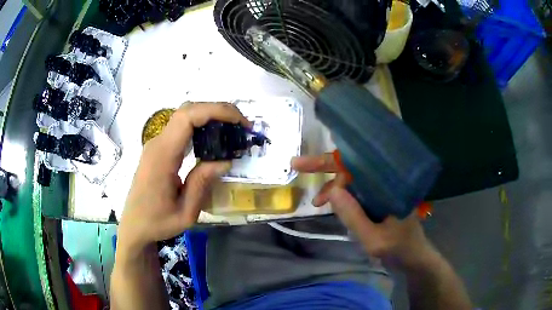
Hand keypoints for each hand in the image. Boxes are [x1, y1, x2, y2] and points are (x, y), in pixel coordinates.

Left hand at [119, 103, 249, 252]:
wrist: (134, 225)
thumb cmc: (157, 223)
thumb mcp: (186, 212)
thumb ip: (202, 183)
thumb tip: (225, 160)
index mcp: (162, 156)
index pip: (188, 117)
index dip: (215, 111)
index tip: (239, 121)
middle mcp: (157, 143)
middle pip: (187, 110)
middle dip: (217, 110)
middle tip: (241, 124)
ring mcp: (157, 144)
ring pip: (185, 116)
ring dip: (210, 116)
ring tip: (232, 130)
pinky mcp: (159, 149)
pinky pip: (181, 128)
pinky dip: (201, 126)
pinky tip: (214, 138)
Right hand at [292, 153, 433, 266]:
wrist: (414, 258)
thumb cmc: (400, 249)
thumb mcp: (374, 240)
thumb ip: (354, 217)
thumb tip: (332, 191)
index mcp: (392, 184)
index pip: (359, 163)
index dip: (332, 161)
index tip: (306, 164)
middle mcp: (388, 180)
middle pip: (354, 165)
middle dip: (325, 165)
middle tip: (296, 165)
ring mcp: (383, 189)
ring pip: (353, 178)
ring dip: (333, 186)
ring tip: (318, 202)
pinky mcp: (380, 198)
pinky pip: (357, 190)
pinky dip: (342, 196)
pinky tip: (331, 204)